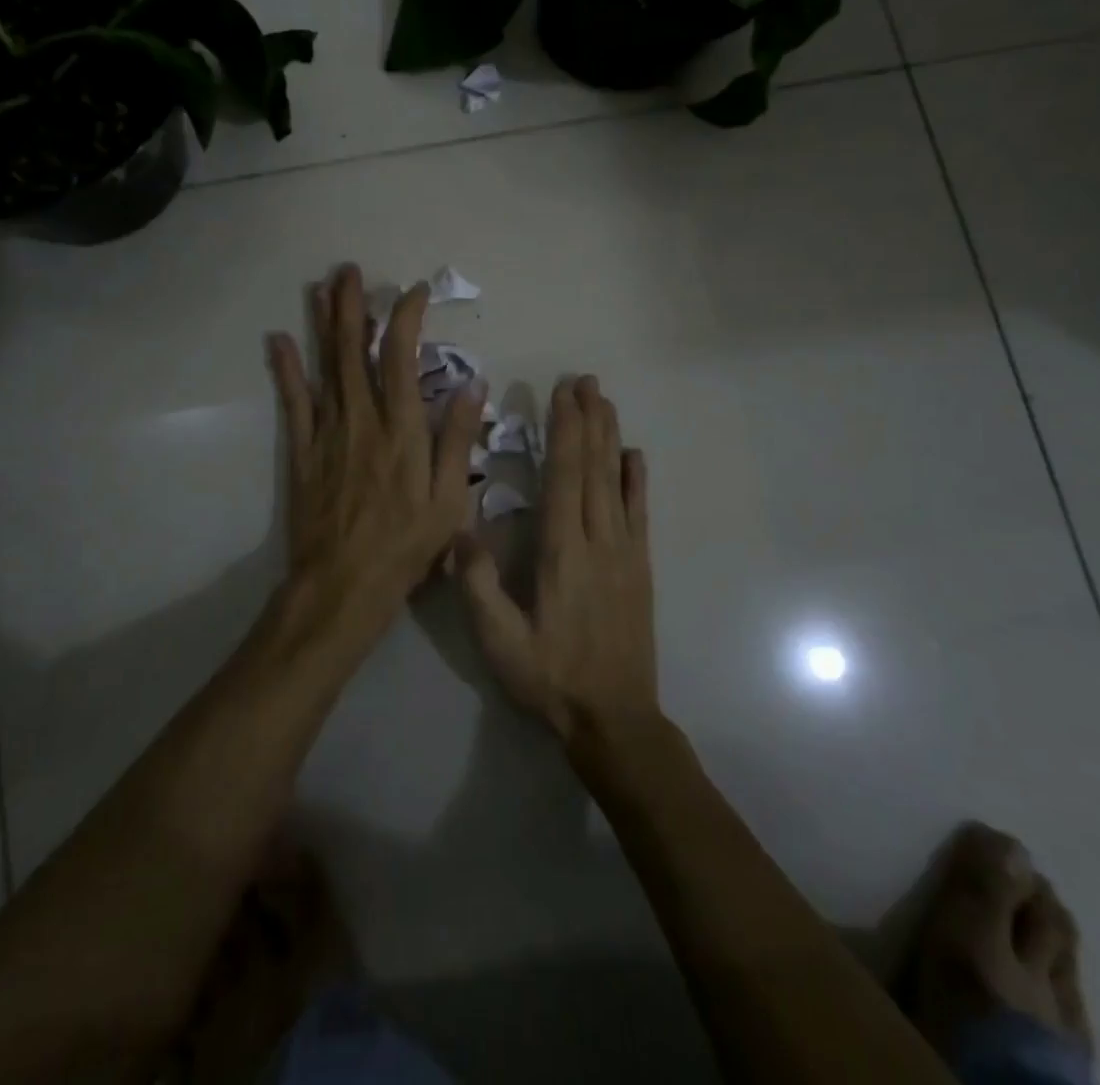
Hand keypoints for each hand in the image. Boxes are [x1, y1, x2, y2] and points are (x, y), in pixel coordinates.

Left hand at [267, 265, 487, 648]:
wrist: (344, 584)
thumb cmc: (406, 545)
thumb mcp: (449, 499)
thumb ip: (457, 439)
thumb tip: (472, 384)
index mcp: (401, 429)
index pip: (401, 357)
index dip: (406, 318)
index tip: (413, 292)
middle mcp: (362, 420)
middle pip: (354, 351)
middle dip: (352, 306)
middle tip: (349, 270)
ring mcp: (327, 433)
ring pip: (324, 367)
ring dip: (322, 324)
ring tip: (320, 286)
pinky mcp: (302, 452)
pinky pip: (293, 403)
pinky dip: (286, 370)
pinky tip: (278, 341)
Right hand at [457, 375, 657, 743]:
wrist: (615, 718)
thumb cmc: (551, 678)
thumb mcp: (500, 641)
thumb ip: (478, 585)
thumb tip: (458, 529)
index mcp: (563, 552)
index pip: (565, 477)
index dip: (564, 431)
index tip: (562, 394)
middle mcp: (599, 541)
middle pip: (595, 468)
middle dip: (589, 420)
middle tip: (585, 381)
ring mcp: (626, 553)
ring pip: (618, 482)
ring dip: (611, 438)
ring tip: (606, 402)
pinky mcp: (640, 568)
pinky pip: (640, 513)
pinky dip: (637, 480)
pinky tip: (635, 456)